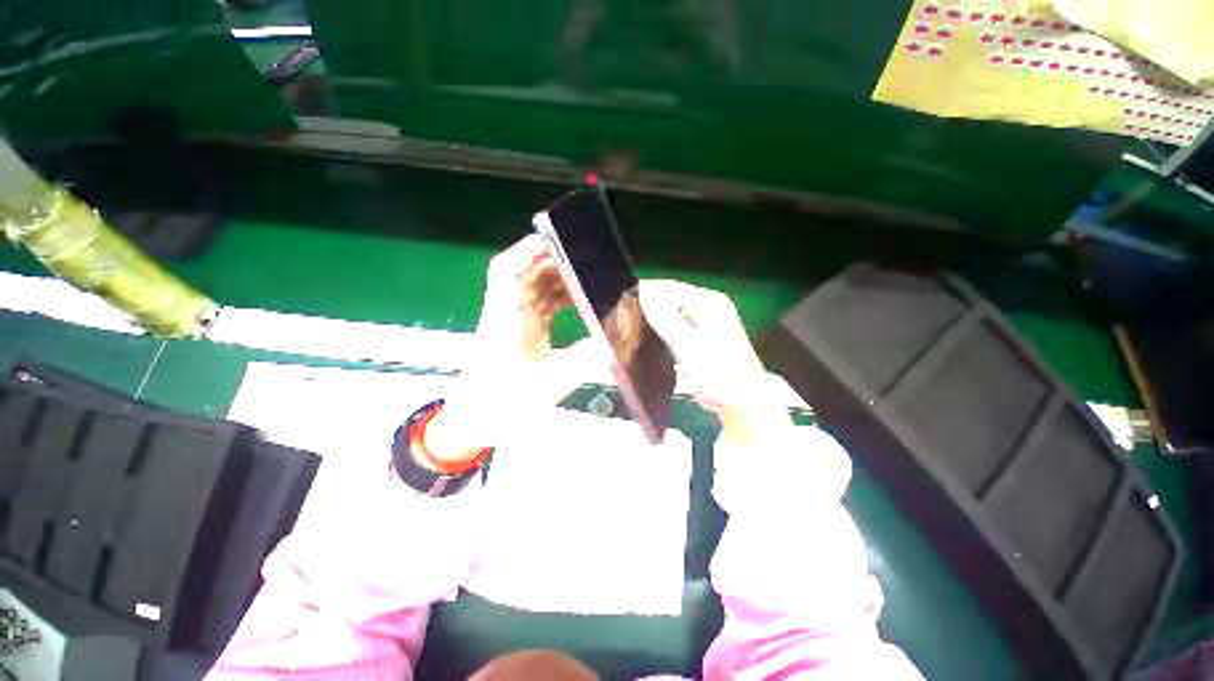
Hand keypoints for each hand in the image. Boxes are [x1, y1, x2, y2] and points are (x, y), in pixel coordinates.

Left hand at [423, 235, 571, 465]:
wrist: (473, 423)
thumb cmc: (500, 407)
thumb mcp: (545, 389)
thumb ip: (579, 365)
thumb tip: (611, 346)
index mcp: (504, 321)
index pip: (507, 272)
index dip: (526, 250)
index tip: (554, 240)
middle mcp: (506, 313)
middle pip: (525, 273)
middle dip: (554, 261)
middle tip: (587, 261)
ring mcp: (512, 321)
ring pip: (534, 287)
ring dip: (558, 280)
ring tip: (589, 279)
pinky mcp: (519, 331)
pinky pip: (539, 304)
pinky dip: (558, 297)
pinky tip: (578, 301)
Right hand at [638, 279, 792, 445]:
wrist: (742, 402)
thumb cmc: (717, 372)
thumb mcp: (688, 346)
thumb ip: (665, 319)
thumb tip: (644, 293)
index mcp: (708, 302)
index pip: (669, 288)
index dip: (646, 295)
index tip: (623, 308)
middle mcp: (707, 307)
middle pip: (670, 301)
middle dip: (649, 310)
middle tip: (626, 324)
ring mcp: (705, 323)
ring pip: (671, 316)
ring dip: (655, 324)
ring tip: (634, 334)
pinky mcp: (701, 338)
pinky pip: (676, 329)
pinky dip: (664, 335)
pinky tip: (651, 344)